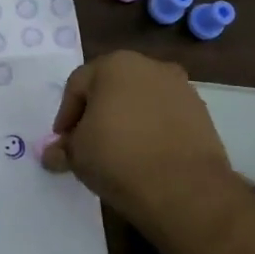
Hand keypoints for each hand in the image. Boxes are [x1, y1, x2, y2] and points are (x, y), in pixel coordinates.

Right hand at [41, 51, 238, 231]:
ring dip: (126, 120)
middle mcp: (149, 66)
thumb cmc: (118, 158)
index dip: (66, 115)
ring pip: (140, 100)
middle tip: (88, 143)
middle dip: (96, 113)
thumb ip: (62, 148)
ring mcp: (180, 87)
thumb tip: (52, 154)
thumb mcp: (77, 155)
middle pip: (111, 88)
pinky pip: (165, 116)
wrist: (184, 188)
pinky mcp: (201, 112)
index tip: (64, 142)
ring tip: (118, 152)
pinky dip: (152, 129)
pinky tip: (146, 155)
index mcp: (114, 65)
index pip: (77, 86)